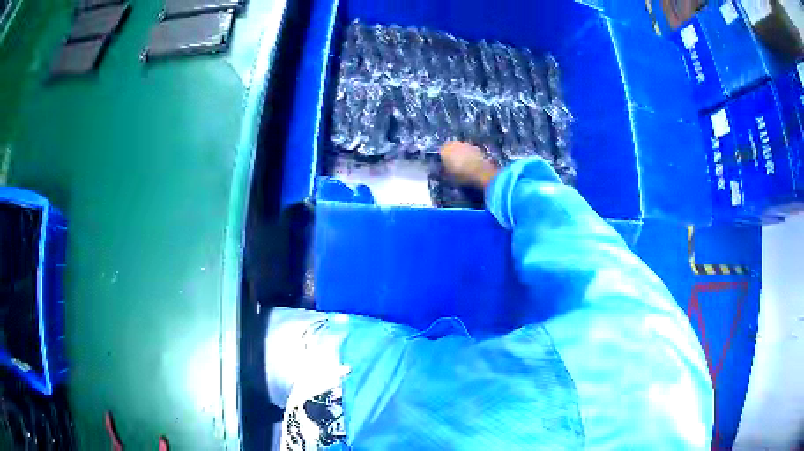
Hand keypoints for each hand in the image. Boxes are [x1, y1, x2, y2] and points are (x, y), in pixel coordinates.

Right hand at [440, 141, 498, 188]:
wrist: (480, 173)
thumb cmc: (460, 175)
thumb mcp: (448, 177)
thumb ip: (443, 171)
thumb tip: (442, 170)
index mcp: (444, 149)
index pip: (439, 152)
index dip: (442, 159)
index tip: (444, 166)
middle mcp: (454, 143)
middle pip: (451, 148)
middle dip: (452, 155)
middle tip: (454, 165)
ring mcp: (466, 144)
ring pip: (461, 149)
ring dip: (462, 154)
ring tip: (465, 165)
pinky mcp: (477, 148)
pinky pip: (470, 152)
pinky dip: (470, 156)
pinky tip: (473, 165)